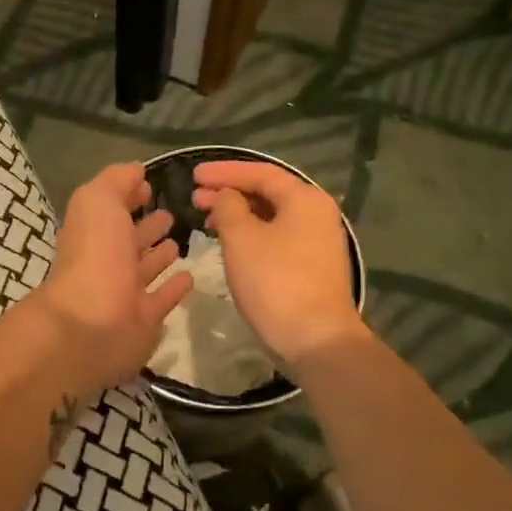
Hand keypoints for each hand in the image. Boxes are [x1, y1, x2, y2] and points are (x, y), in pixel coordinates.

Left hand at [32, 162, 193, 399]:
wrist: (93, 322)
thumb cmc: (96, 254)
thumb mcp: (99, 200)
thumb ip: (117, 180)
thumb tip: (137, 170)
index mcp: (93, 230)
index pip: (111, 208)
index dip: (128, 195)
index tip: (150, 186)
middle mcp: (106, 260)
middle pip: (128, 239)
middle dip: (147, 226)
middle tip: (171, 214)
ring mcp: (125, 291)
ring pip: (145, 268)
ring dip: (159, 255)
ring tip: (179, 241)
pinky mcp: (144, 319)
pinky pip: (162, 298)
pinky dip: (174, 287)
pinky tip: (190, 276)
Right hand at [191, 160, 366, 371]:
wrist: (315, 338)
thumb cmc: (275, 281)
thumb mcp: (241, 238)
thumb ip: (228, 207)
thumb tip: (227, 197)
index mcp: (305, 198)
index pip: (260, 173)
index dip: (224, 172)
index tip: (194, 174)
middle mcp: (317, 213)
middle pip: (267, 193)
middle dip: (229, 193)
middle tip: (194, 198)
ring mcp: (317, 241)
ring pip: (271, 217)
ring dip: (238, 214)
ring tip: (206, 220)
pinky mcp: (312, 266)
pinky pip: (276, 237)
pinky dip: (251, 234)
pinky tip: (230, 243)